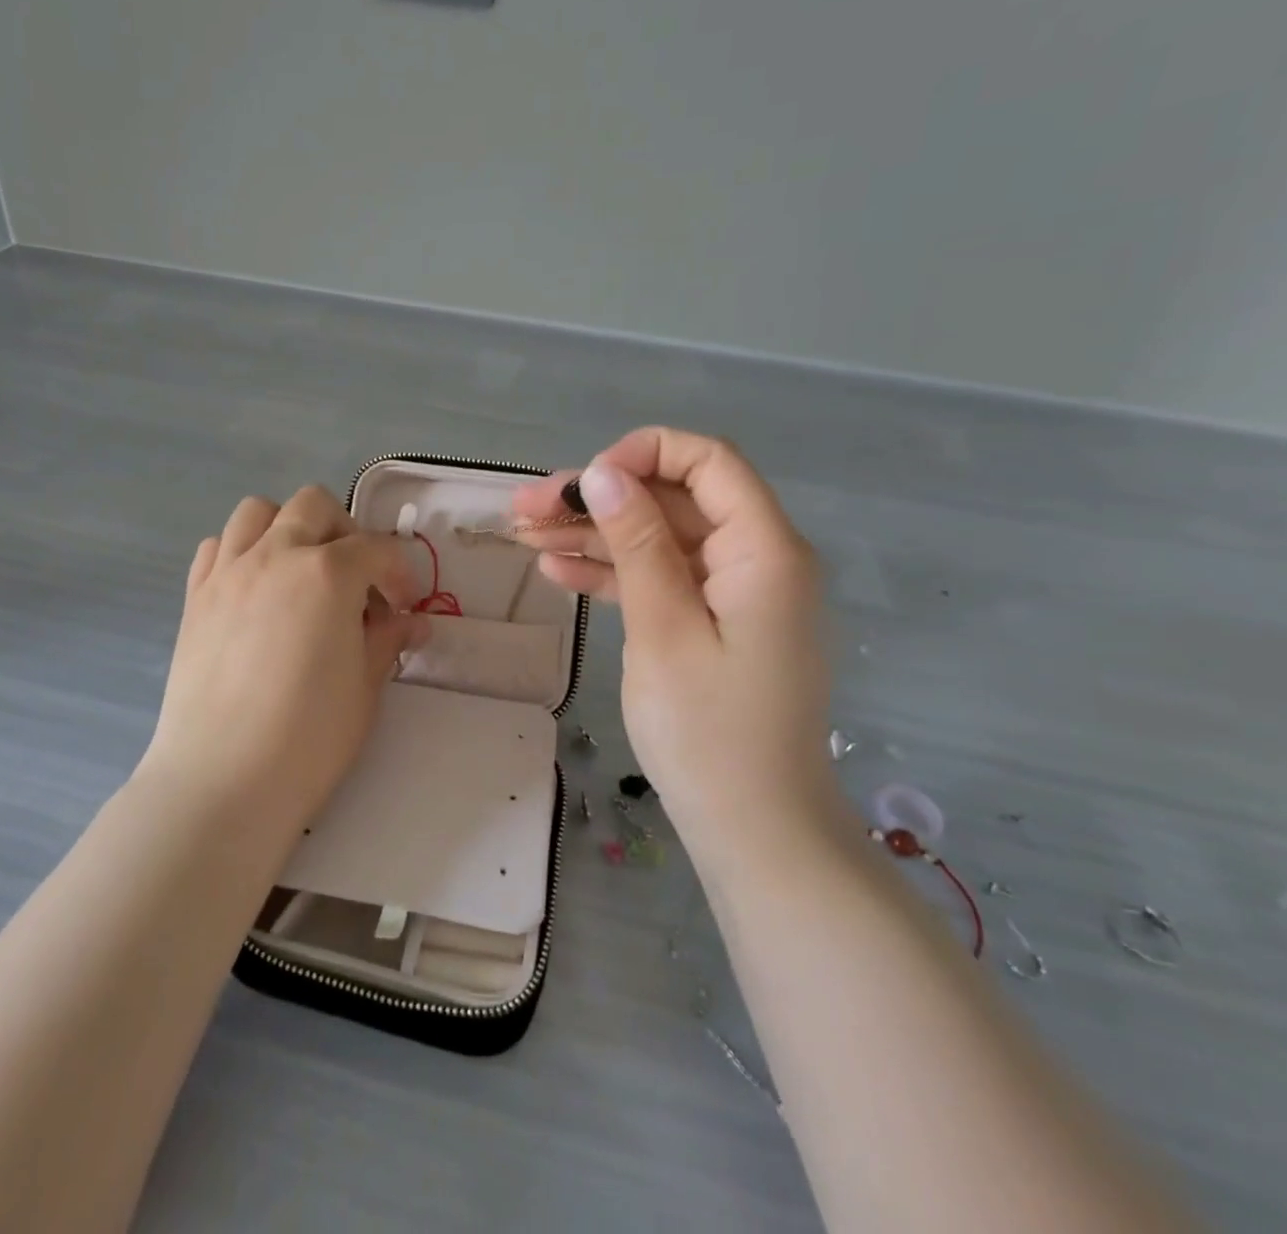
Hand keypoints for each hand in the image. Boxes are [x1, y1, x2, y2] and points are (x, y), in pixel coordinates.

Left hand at [138, 486, 428, 831]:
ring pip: (258, 511)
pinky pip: (219, 546)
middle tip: (355, 581)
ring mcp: (228, 572)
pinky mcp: (195, 596)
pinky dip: (242, 551)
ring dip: (288, 528)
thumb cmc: (309, 737)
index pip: (375, 549)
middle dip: (345, 533)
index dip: (398, 573)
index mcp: (327, 573)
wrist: (222, 781)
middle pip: (314, 506)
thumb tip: (410, 621)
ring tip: (301, 573)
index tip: (403, 607)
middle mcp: (275, 555)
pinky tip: (255, 591)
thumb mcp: (365, 686)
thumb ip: (387, 639)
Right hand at [511, 428, 839, 844]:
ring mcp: (731, 593)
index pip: (708, 462)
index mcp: (763, 550)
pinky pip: (659, 580)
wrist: (753, 832)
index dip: (642, 455)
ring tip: (522, 537)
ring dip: (593, 535)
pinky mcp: (710, 624)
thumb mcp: (663, 629)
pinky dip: (612, 574)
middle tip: (524, 510)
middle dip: (598, 499)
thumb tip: (603, 473)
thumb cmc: (709, 733)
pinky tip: (557, 571)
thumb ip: (637, 544)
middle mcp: (754, 559)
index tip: (582, 482)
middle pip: (671, 501)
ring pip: (657, 540)